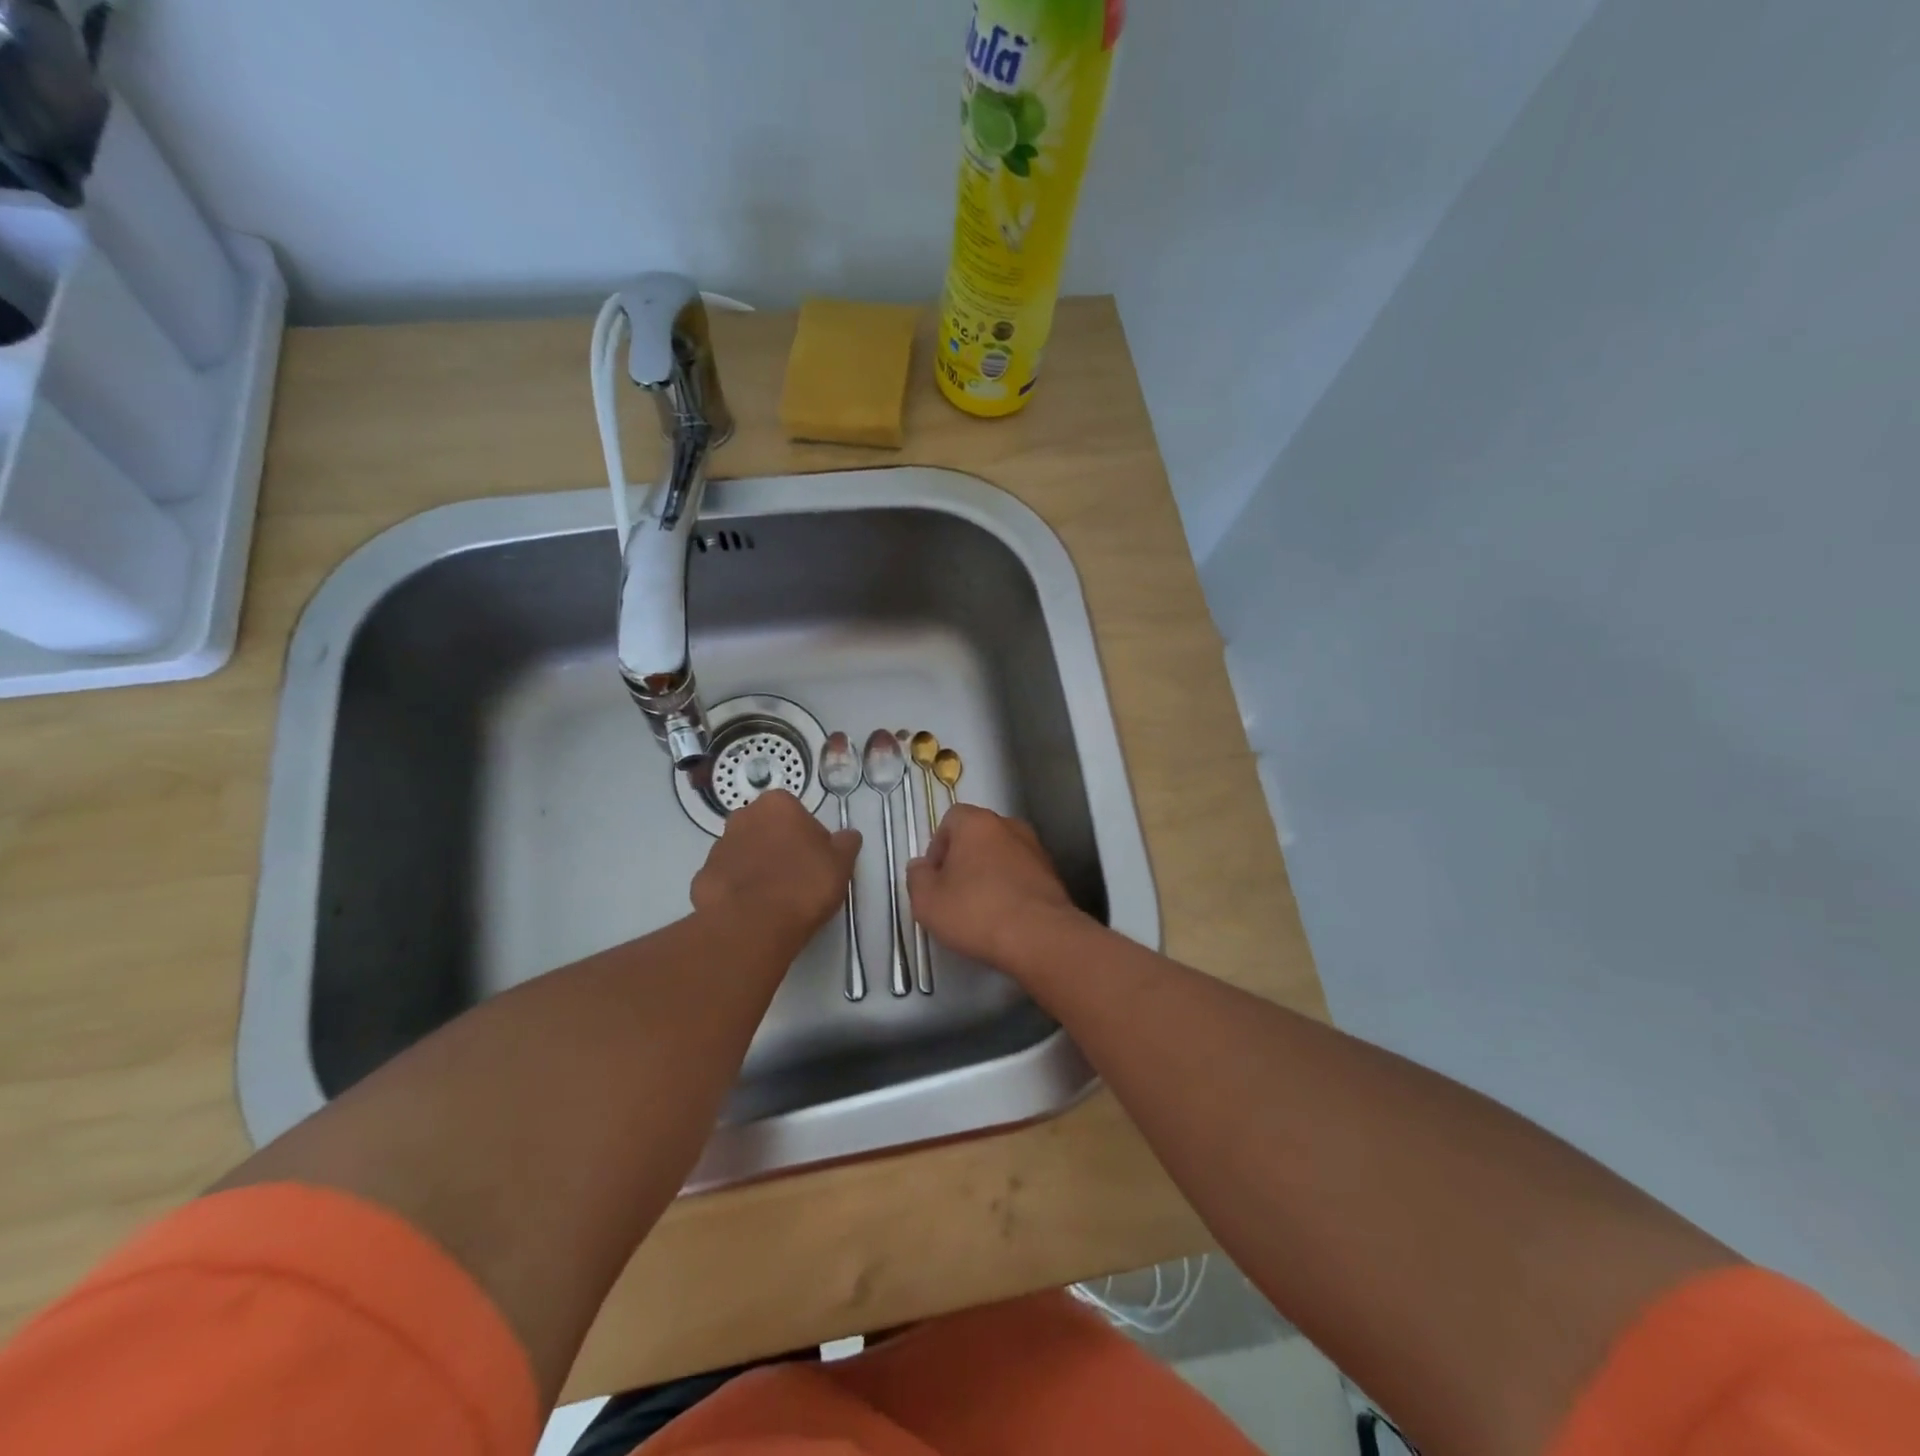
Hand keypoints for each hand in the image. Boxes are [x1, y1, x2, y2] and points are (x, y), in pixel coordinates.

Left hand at [692, 790, 859, 946]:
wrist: (753, 925)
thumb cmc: (803, 884)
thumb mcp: (841, 863)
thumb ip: (846, 843)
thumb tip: (848, 836)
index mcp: (777, 805)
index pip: (796, 813)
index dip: (808, 837)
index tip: (816, 861)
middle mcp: (743, 817)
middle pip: (766, 830)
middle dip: (778, 848)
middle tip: (796, 878)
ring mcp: (717, 848)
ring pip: (744, 854)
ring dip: (756, 868)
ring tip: (774, 900)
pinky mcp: (701, 878)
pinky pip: (726, 880)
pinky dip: (737, 891)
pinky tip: (751, 911)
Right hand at [907, 805, 1086, 971]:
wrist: (1041, 937)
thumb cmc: (976, 912)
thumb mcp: (927, 901)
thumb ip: (917, 878)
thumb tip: (921, 866)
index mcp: (976, 823)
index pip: (951, 819)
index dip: (938, 846)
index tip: (936, 877)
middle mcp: (1009, 826)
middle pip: (978, 836)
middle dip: (964, 859)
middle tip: (954, 893)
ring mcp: (1035, 849)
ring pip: (1002, 855)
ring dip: (990, 873)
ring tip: (981, 908)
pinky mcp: (1053, 874)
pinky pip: (1022, 874)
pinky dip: (1011, 887)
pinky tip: (1006, 915)